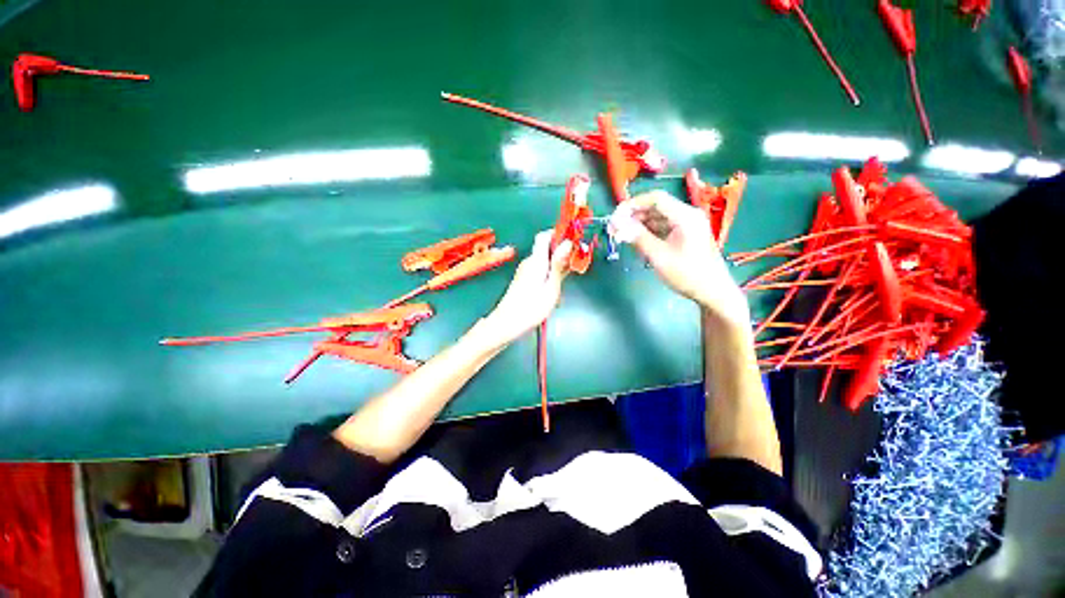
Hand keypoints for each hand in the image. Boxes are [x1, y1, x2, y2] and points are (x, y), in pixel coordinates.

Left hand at [481, 230, 572, 345]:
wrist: (507, 323)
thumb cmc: (531, 308)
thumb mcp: (551, 288)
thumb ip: (559, 265)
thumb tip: (567, 243)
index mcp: (536, 261)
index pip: (544, 236)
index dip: (558, 234)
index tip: (573, 242)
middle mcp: (529, 262)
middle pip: (545, 248)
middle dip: (561, 253)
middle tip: (574, 265)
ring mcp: (524, 271)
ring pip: (543, 260)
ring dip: (556, 265)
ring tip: (565, 280)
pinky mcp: (523, 280)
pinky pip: (539, 269)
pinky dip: (548, 273)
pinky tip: (553, 288)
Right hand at [610, 191, 750, 327]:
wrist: (712, 292)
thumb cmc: (687, 274)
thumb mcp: (659, 256)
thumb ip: (638, 237)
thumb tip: (618, 224)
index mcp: (685, 216)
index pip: (655, 199)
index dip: (632, 204)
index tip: (615, 217)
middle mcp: (686, 215)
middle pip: (654, 208)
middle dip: (632, 216)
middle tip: (613, 229)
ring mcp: (685, 225)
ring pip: (656, 218)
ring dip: (637, 225)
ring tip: (620, 237)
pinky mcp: (683, 235)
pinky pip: (661, 228)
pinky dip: (646, 233)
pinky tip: (634, 242)